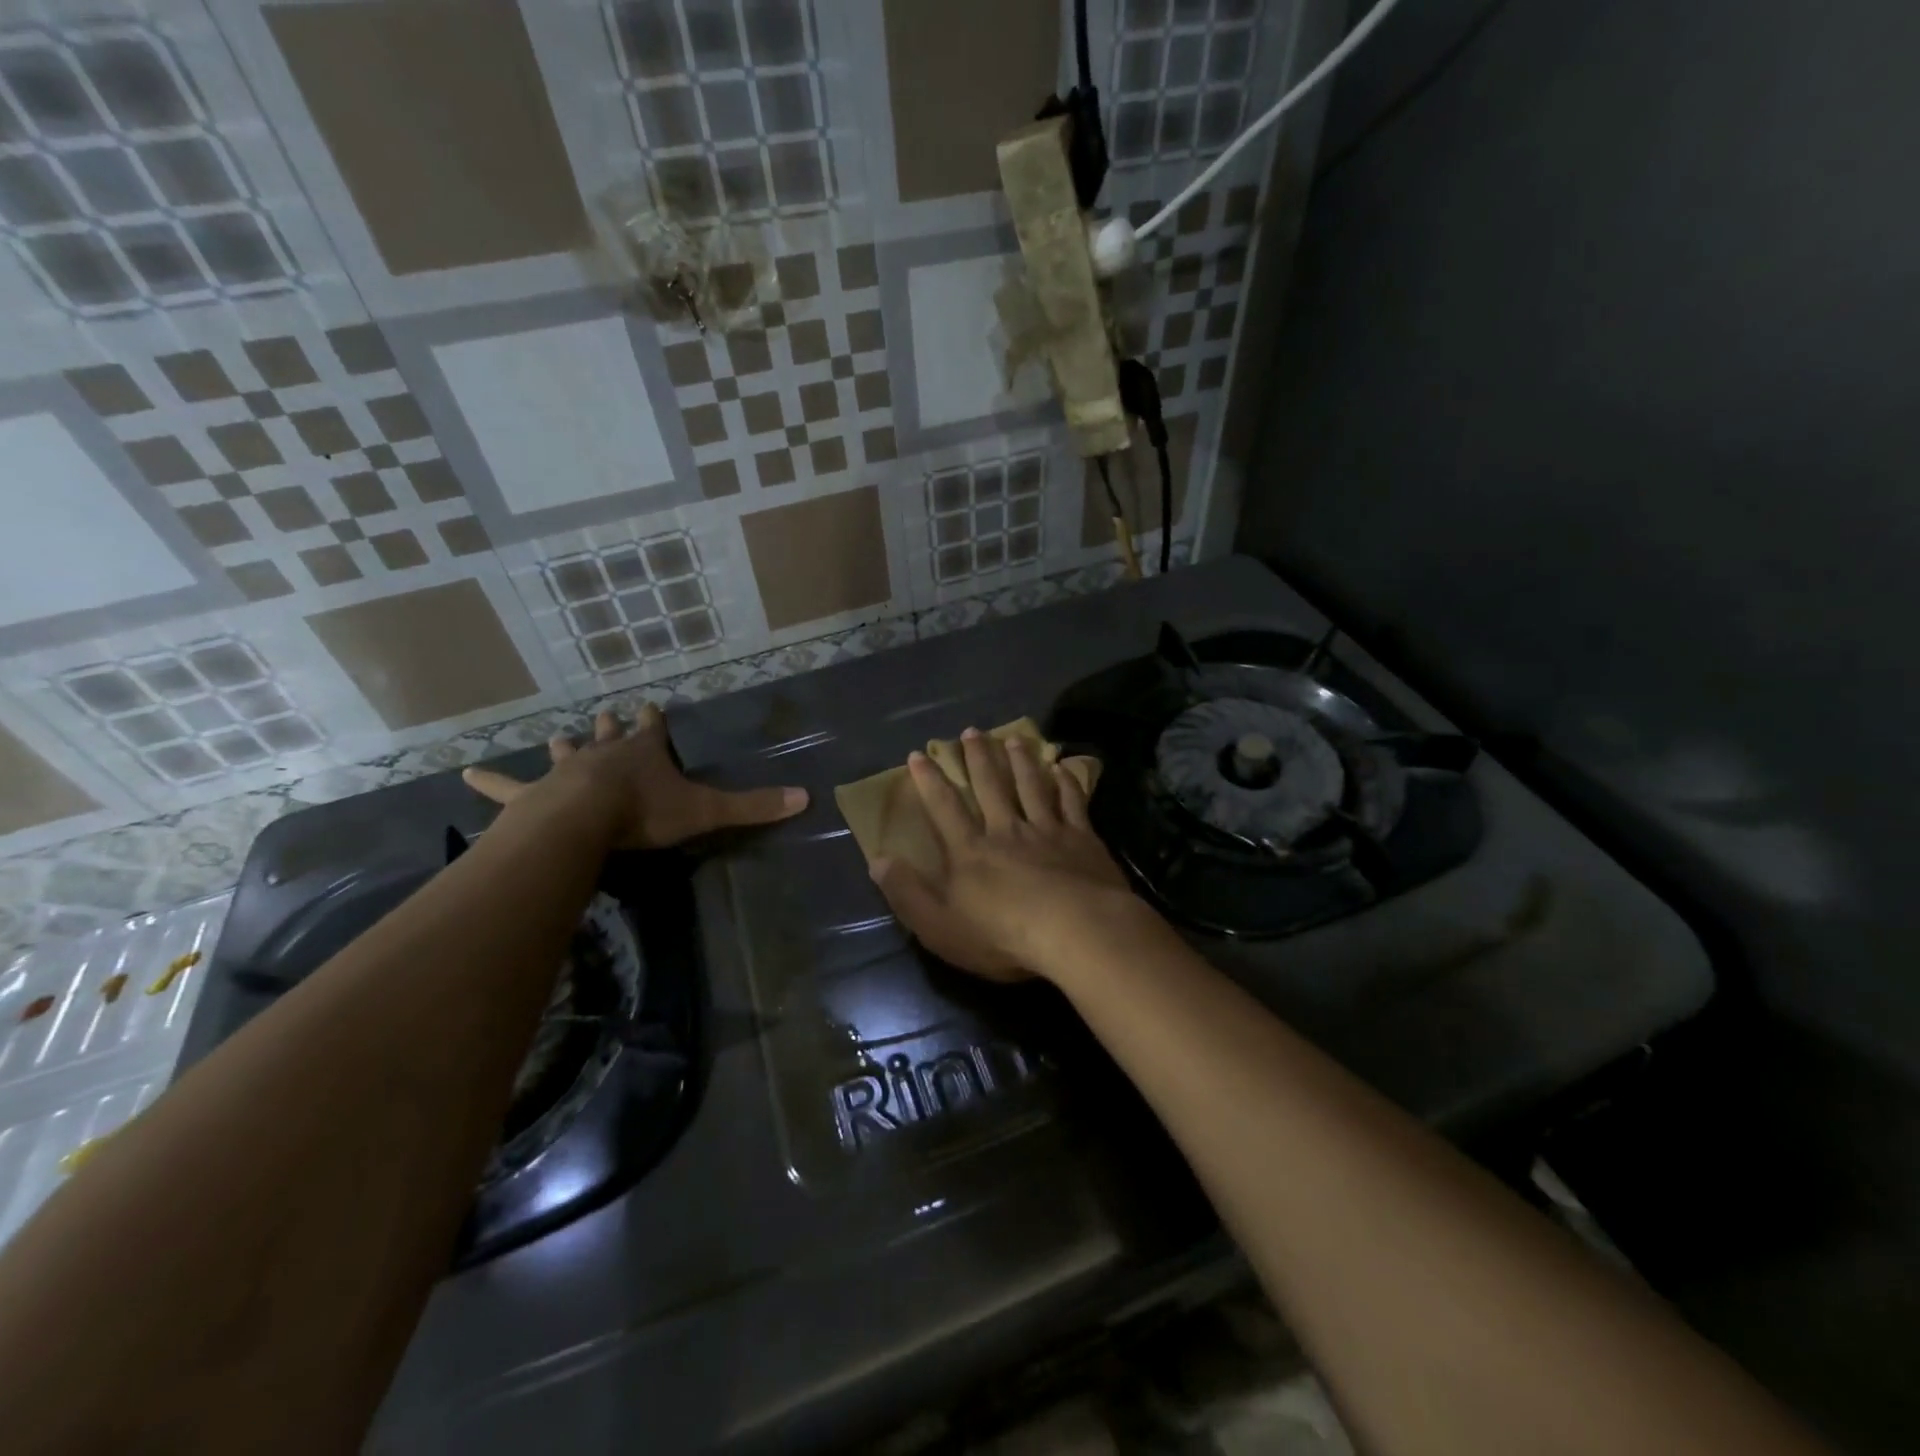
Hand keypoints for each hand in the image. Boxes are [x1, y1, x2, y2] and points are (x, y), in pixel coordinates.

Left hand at [463, 702, 806, 848]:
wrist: (584, 823)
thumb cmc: (645, 813)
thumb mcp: (706, 810)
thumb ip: (753, 806)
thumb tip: (806, 797)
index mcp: (644, 753)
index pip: (654, 729)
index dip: (655, 719)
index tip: (652, 705)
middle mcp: (605, 754)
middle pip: (608, 734)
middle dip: (610, 726)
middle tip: (607, 714)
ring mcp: (566, 771)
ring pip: (565, 753)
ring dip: (565, 747)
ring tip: (557, 738)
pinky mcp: (534, 795)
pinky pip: (508, 787)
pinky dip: (490, 782)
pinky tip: (464, 775)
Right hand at [869, 728, 1136, 981]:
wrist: (1077, 932)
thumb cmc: (1003, 936)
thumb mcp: (940, 926)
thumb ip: (908, 893)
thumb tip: (878, 861)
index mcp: (971, 851)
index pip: (944, 808)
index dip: (929, 781)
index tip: (919, 754)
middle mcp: (1007, 831)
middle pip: (990, 786)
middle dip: (978, 757)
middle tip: (971, 730)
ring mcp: (1047, 831)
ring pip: (1031, 786)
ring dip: (1021, 761)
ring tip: (1014, 738)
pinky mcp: (1082, 839)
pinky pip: (1072, 802)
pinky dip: (1066, 783)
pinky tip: (1063, 768)